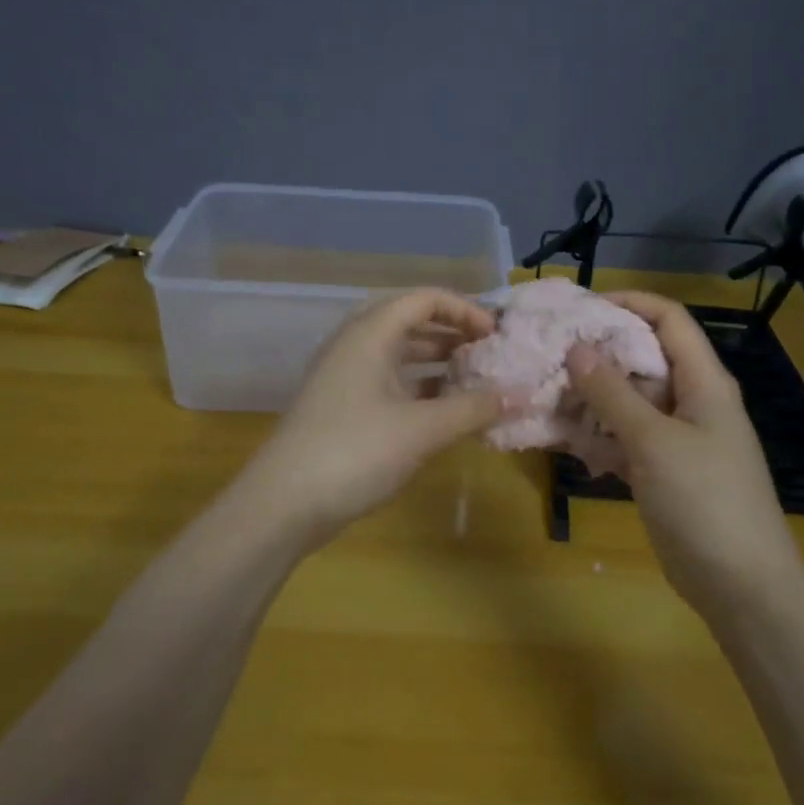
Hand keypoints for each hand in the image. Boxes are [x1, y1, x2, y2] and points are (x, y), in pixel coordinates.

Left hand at [242, 288, 507, 545]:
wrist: (283, 504)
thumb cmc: (355, 452)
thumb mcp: (422, 429)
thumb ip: (473, 409)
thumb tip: (520, 395)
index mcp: (370, 335)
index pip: (423, 300)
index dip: (464, 310)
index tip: (496, 335)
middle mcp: (354, 347)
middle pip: (409, 323)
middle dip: (452, 335)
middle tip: (488, 355)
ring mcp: (344, 379)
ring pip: (398, 357)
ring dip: (436, 364)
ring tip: (474, 381)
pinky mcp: (341, 410)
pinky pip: (388, 384)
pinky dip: (419, 391)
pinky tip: (444, 413)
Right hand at [567, 292, 803, 623]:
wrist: (741, 585)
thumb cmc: (705, 501)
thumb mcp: (654, 441)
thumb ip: (613, 394)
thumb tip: (578, 347)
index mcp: (704, 382)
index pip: (668, 320)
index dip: (628, 303)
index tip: (579, 308)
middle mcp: (691, 401)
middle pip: (643, 358)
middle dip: (598, 352)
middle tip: (549, 352)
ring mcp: (677, 437)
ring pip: (629, 401)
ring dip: (591, 397)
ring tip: (545, 392)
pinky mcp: (662, 470)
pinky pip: (625, 438)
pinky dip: (597, 435)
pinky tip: (562, 438)